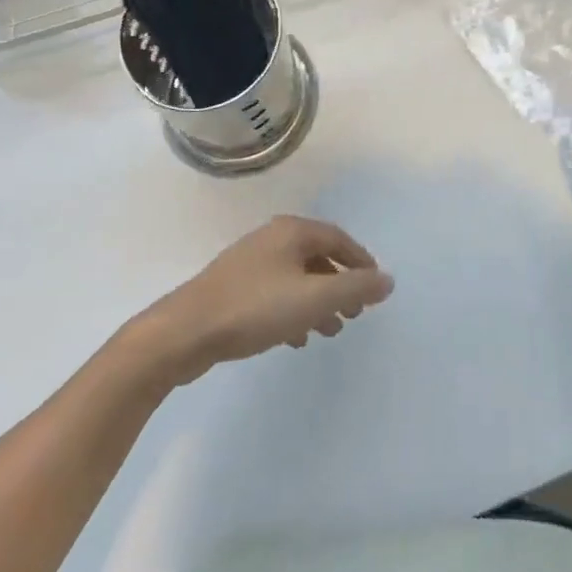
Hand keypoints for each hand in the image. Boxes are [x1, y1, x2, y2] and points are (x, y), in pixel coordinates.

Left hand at [133, 217, 393, 382]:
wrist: (184, 332)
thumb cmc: (254, 309)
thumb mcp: (313, 299)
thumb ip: (354, 288)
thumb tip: (388, 279)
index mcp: (291, 232)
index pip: (338, 239)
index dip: (360, 262)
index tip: (374, 288)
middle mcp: (272, 239)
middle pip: (317, 257)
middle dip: (339, 285)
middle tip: (354, 314)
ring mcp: (250, 262)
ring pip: (296, 277)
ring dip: (317, 301)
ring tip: (329, 331)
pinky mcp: (233, 288)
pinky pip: (275, 293)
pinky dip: (293, 311)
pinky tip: (294, 339)